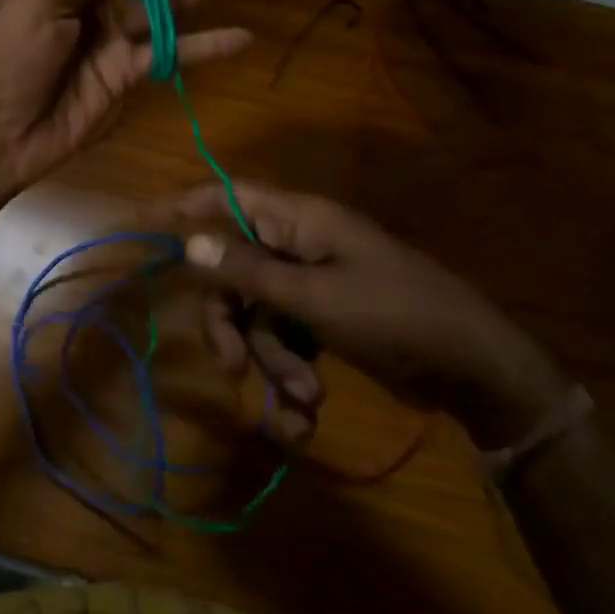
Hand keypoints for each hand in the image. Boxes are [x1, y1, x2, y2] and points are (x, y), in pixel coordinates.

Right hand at [162, 181, 567, 448]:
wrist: (472, 367)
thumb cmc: (395, 315)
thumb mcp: (315, 298)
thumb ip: (249, 272)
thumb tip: (190, 242)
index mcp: (299, 221)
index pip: (227, 196)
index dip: (183, 207)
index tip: (141, 225)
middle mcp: (299, 244)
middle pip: (234, 272)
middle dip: (233, 325)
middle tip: (231, 368)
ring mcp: (312, 283)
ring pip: (259, 316)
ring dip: (271, 363)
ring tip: (303, 401)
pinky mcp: (325, 318)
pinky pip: (287, 340)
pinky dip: (290, 376)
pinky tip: (304, 417)